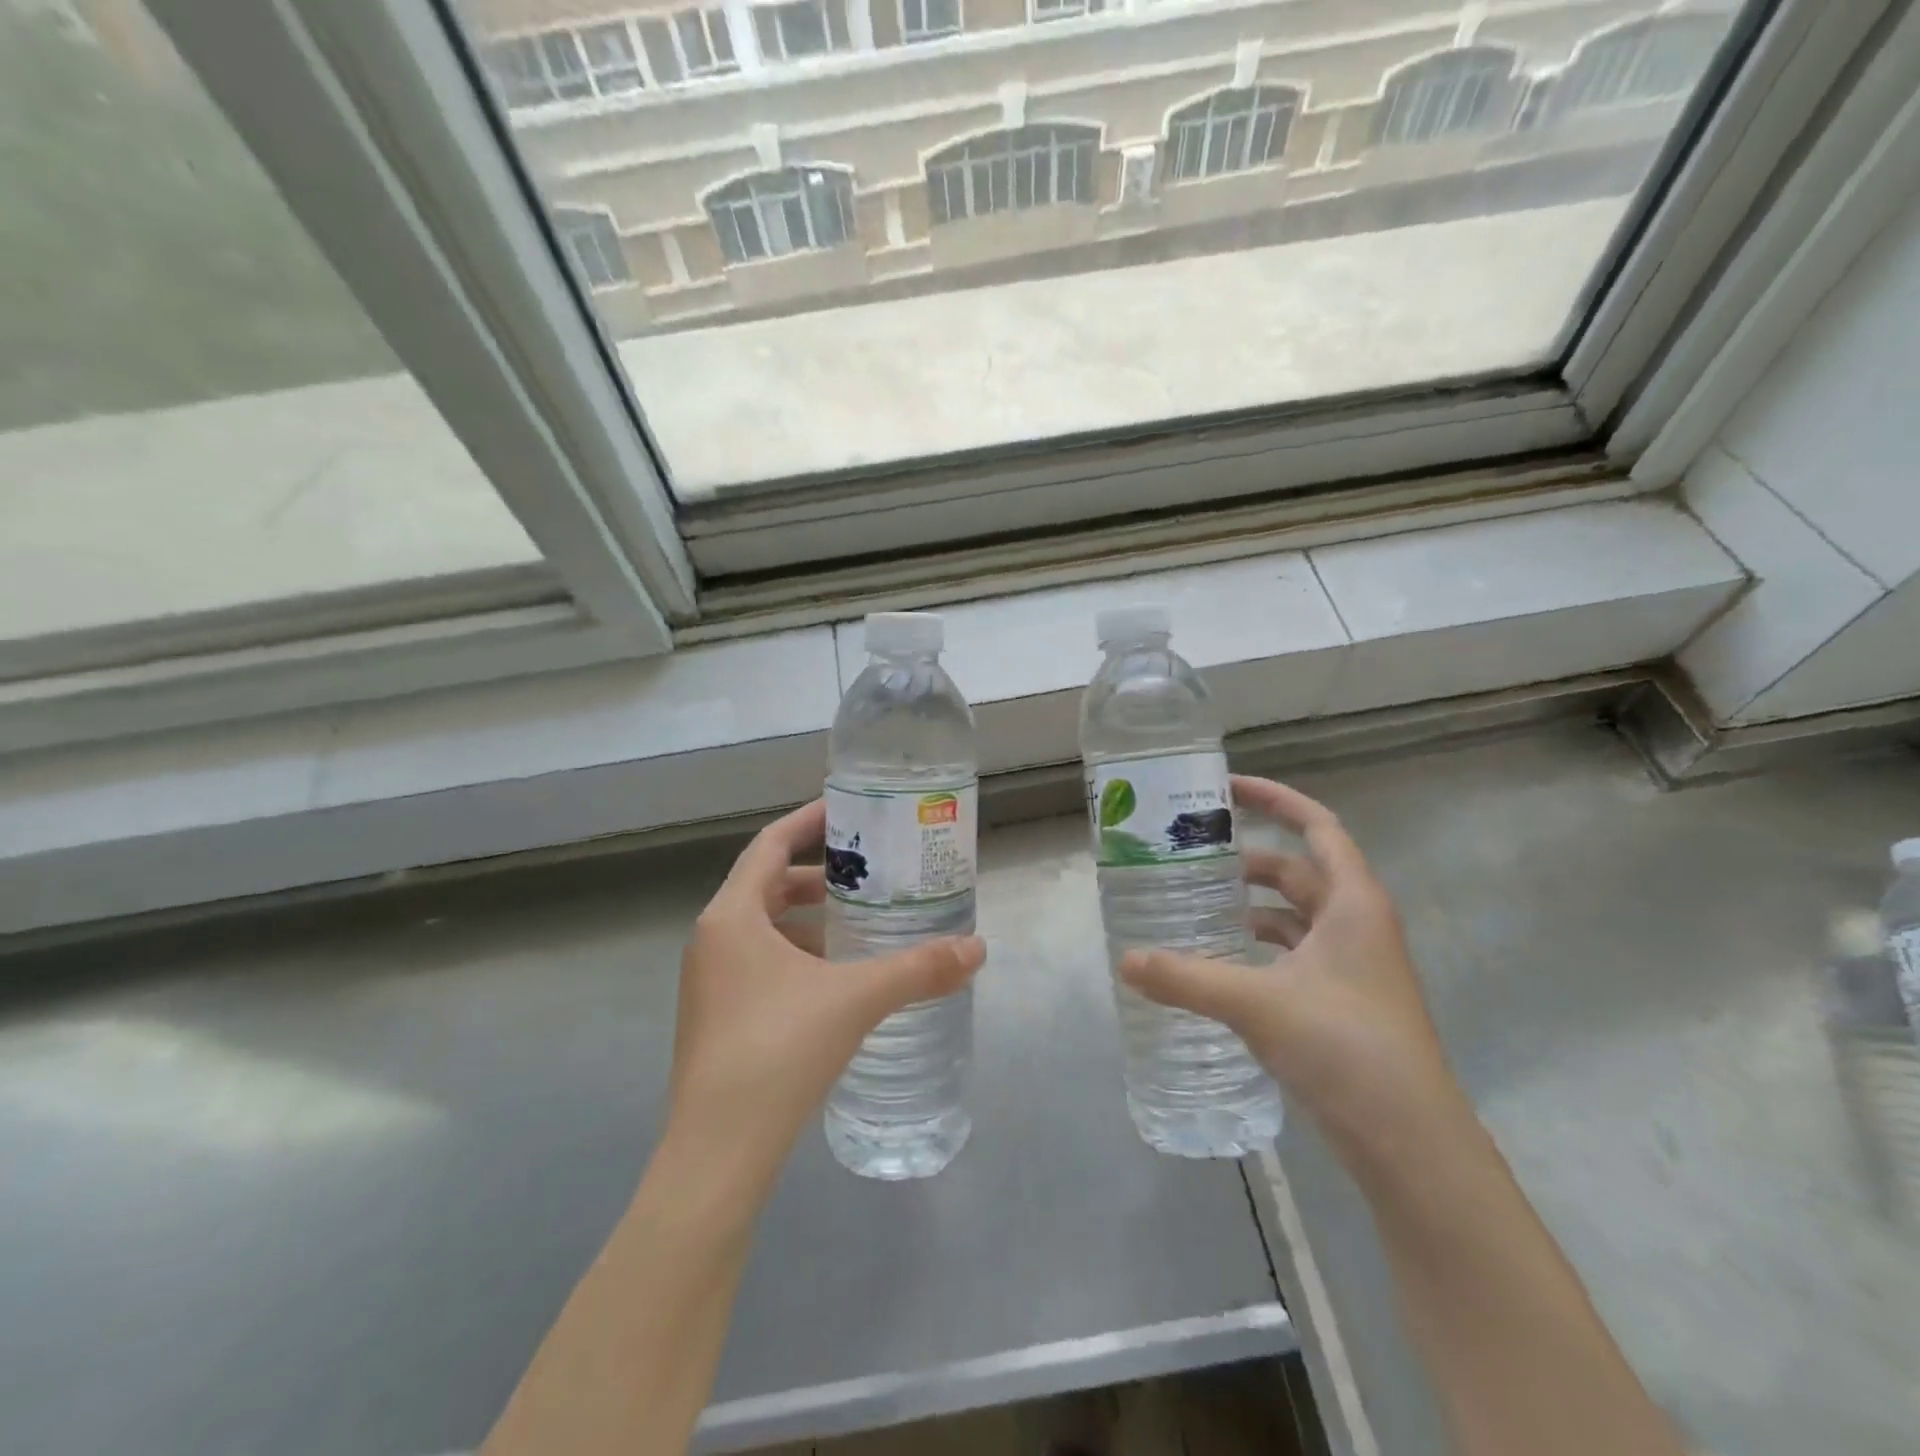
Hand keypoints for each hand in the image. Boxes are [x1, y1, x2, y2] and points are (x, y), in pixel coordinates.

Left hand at [666, 799, 986, 1189]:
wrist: (718, 1153)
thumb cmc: (779, 1052)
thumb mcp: (856, 999)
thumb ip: (918, 969)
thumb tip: (977, 949)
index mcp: (732, 917)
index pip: (769, 844)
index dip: (809, 822)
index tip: (849, 811)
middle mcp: (713, 940)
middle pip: (767, 884)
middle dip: (817, 875)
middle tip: (868, 873)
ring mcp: (709, 982)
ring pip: (763, 928)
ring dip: (808, 919)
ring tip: (861, 923)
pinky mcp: (717, 1017)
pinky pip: (760, 963)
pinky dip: (797, 955)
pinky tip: (837, 979)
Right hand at [1119, 776, 1466, 1172]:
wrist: (1411, 1145)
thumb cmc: (1345, 1049)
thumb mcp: (1257, 1004)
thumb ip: (1185, 978)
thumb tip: (1125, 960)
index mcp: (1353, 904)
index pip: (1316, 827)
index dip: (1275, 799)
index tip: (1226, 788)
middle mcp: (1357, 925)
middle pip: (1297, 871)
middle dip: (1246, 861)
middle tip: (1190, 857)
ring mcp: (1353, 967)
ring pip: (1294, 917)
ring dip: (1249, 908)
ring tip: (1195, 906)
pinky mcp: (1342, 1002)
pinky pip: (1292, 955)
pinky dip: (1258, 949)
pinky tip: (1220, 964)